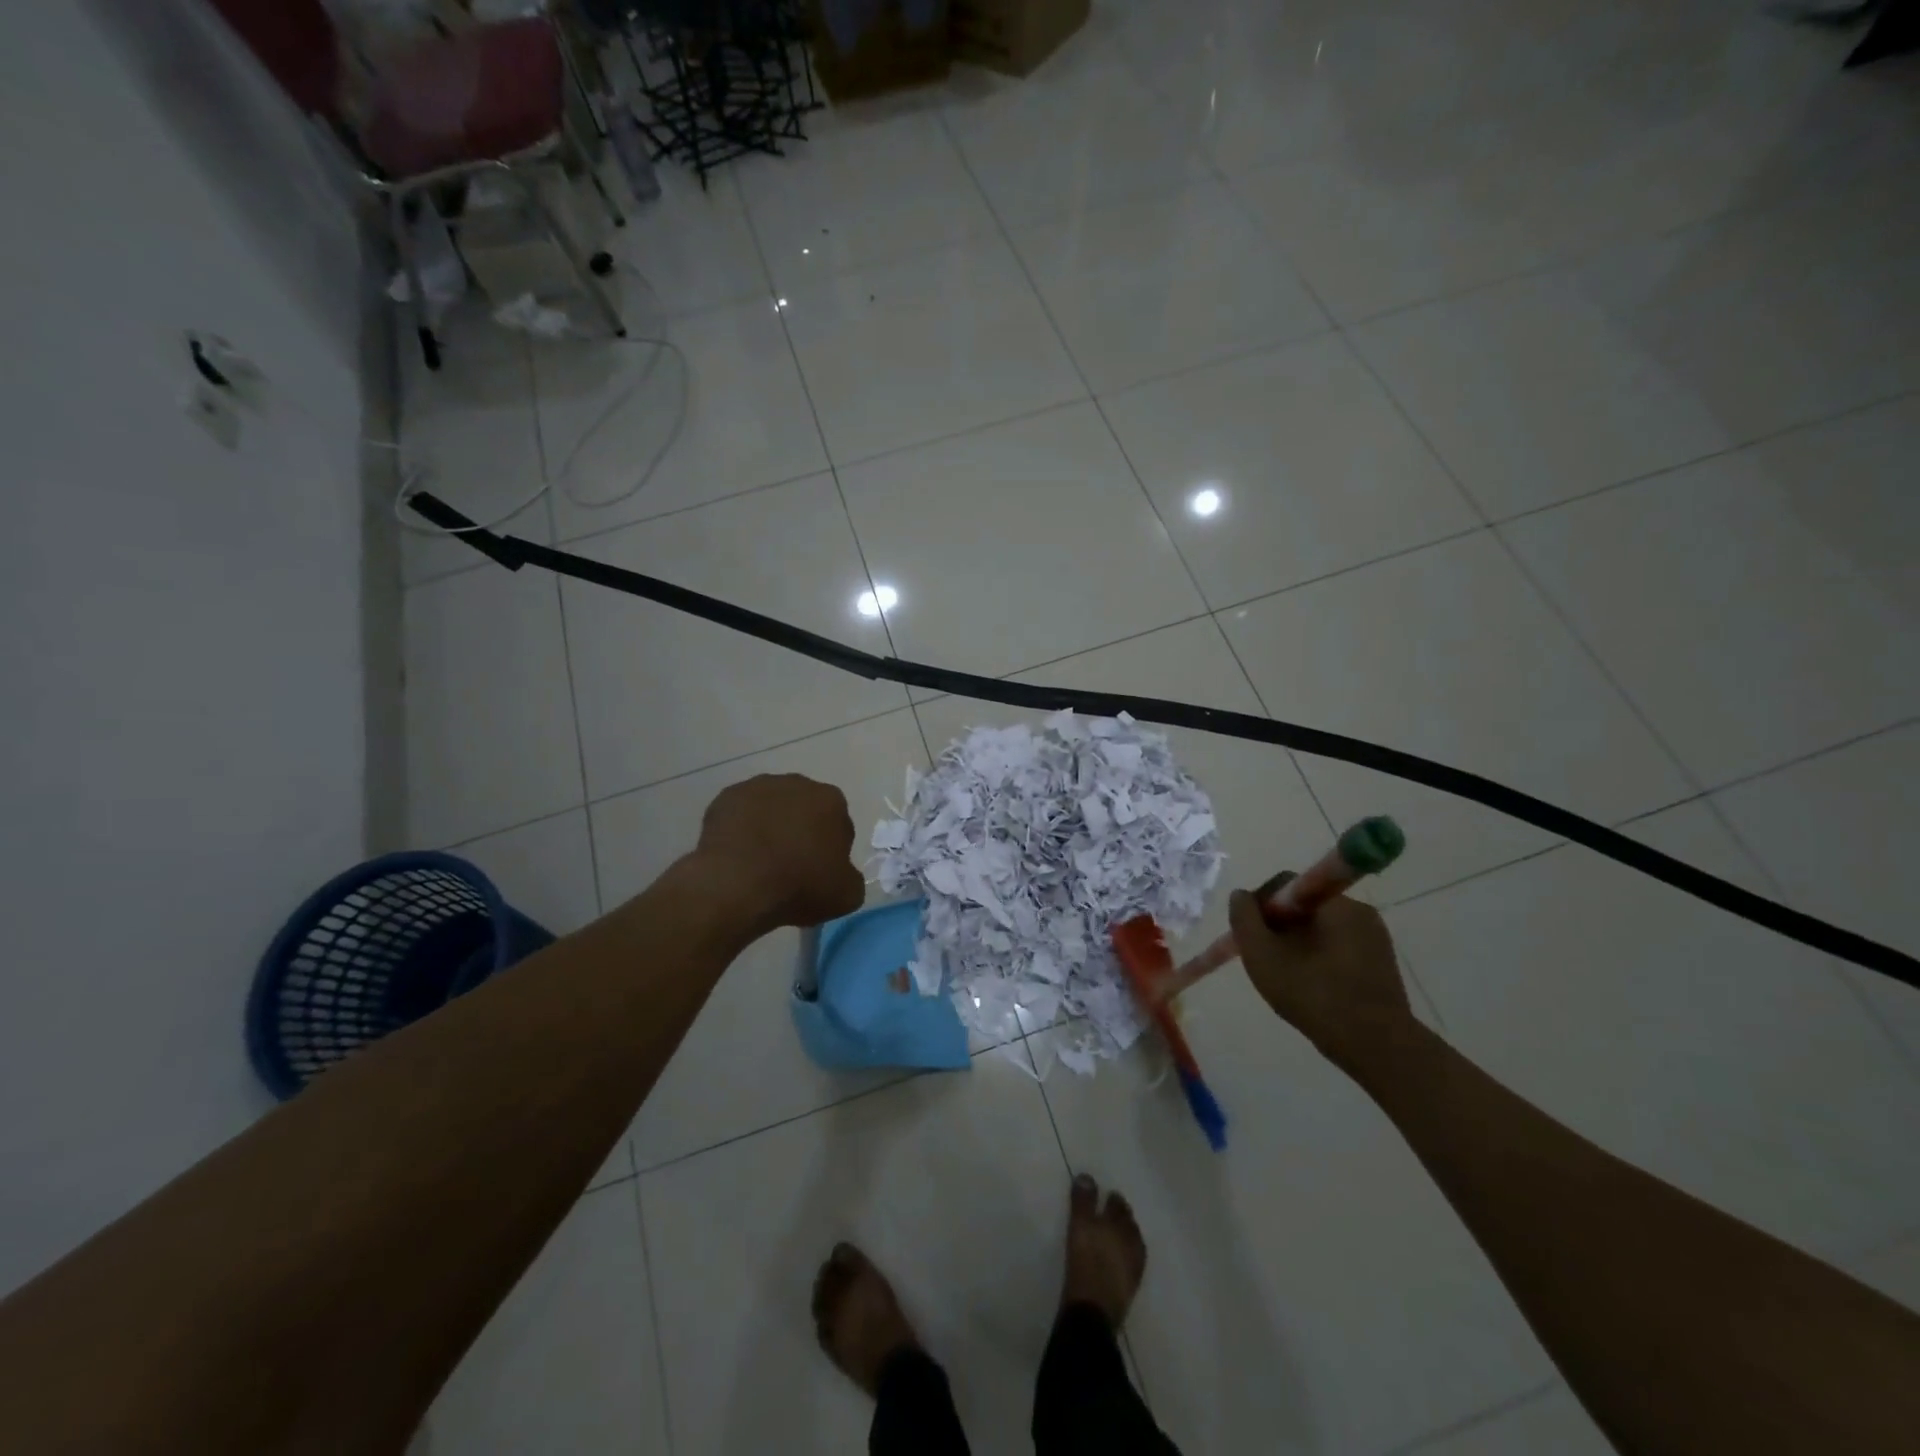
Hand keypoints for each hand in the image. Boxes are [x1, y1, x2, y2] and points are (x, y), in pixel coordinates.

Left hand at [692, 774, 864, 931]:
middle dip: (800, 832)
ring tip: (759, 863)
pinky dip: (740, 830)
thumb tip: (840, 874)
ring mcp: (758, 787)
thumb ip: (851, 878)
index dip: (830, 851)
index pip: (839, 825)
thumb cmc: (799, 886)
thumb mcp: (846, 895)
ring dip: (769, 828)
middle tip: (790, 867)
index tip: (819, 874)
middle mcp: (798, 784)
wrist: (737, 884)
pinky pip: (739, 815)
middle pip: (804, 810)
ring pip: (770, 809)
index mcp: (832, 801)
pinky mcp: (726, 798)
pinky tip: (736, 856)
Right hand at [1229, 883, 1414, 1072]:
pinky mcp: (1382, 962)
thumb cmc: (1315, 995)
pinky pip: (1339, 948)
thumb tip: (1240, 896)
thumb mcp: (1263, 956)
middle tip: (1264, 959)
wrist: (1377, 1047)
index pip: (1285, 885)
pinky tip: (1313, 988)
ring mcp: (1374, 937)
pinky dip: (1320, 960)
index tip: (1250, 937)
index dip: (1259, 907)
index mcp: (1334, 903)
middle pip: (1303, 908)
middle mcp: (1359, 910)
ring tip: (1287, 978)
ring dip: (1298, 945)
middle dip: (1278, 929)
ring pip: (1320, 929)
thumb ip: (1245, 919)